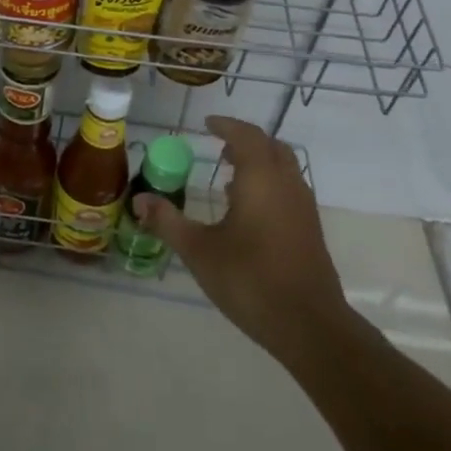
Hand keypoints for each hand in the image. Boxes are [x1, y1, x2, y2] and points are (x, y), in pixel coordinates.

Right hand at [131, 116, 350, 362]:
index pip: (246, 136)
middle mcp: (287, 184)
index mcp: (261, 179)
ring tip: (231, 174)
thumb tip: (139, 199)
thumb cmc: (250, 279)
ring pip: (284, 168)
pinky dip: (269, 183)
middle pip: (270, 146)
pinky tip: (248, 210)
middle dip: (245, 141)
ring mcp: (303, 208)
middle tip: (219, 146)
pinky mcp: (310, 230)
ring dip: (259, 162)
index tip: (208, 124)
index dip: (227, 126)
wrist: (310, 327)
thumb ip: (168, 221)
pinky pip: (289, 189)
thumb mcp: (199, 250)